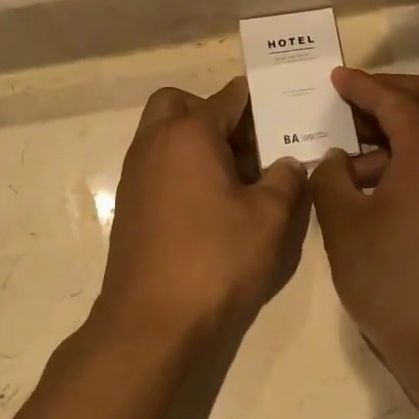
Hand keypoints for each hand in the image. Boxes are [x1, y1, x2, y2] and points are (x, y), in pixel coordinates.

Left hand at [94, 79, 308, 350]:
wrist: (151, 321)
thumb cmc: (215, 260)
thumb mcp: (268, 219)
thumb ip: (285, 180)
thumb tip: (288, 162)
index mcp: (189, 134)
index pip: (227, 97)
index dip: (257, 100)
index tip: (283, 110)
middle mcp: (154, 143)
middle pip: (180, 104)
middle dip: (214, 112)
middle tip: (248, 144)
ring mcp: (136, 174)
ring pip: (164, 134)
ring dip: (197, 141)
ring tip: (239, 177)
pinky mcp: (130, 204)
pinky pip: (157, 165)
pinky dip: (182, 167)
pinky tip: (212, 204)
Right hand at [309, 69, 418, 395]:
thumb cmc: (390, 278)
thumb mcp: (343, 224)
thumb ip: (331, 179)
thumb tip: (337, 160)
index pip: (395, 101)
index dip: (362, 86)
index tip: (336, 78)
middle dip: (396, 91)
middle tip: (357, 99)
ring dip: (405, 126)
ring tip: (356, 151)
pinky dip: (416, 154)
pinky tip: (378, 181)